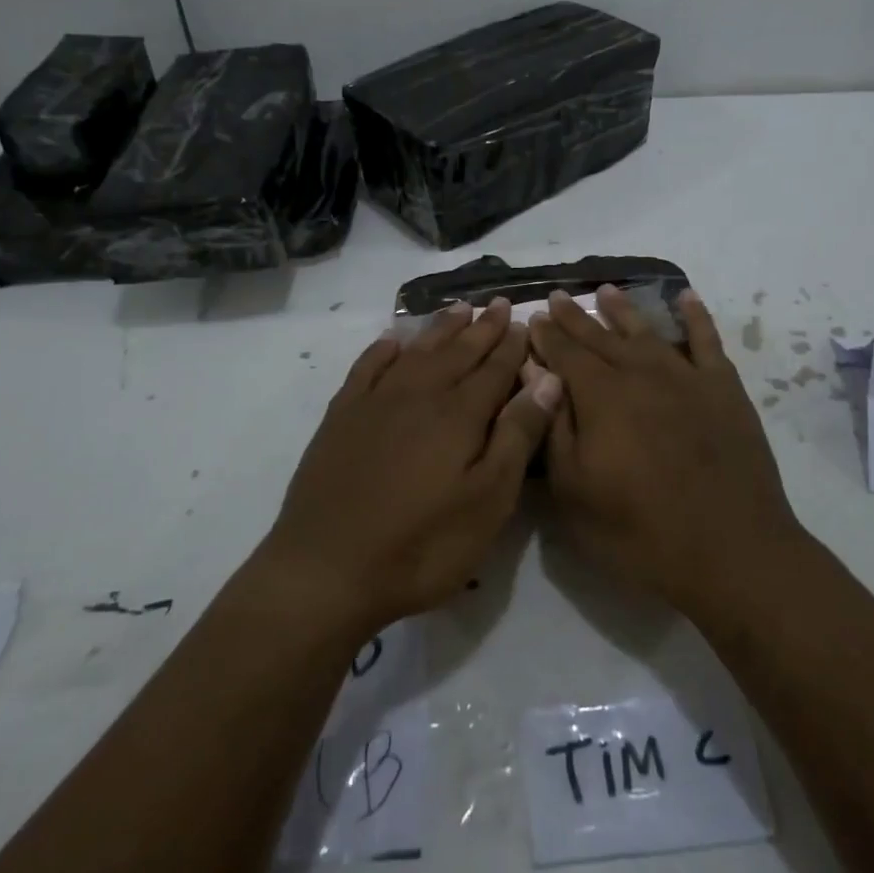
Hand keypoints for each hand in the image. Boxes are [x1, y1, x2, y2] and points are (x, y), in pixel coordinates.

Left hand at [260, 299, 563, 637]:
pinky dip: (383, 349)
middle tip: (497, 303)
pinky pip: (366, 368)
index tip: (522, 320)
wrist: (326, 569)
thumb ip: (517, 435)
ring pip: (416, 352)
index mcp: (459, 414)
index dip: (510, 345)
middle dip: (481, 328)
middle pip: (457, 352)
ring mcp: (375, 403)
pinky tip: (392, 340)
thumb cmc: (422, 544)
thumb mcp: (487, 501)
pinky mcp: (341, 417)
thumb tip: (547, 379)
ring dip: (439, 329)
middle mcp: (419, 395)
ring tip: (458, 309)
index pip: (494, 368)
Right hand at [527, 285, 804, 619]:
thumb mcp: (574, 491)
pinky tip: (686, 298)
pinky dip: (696, 316)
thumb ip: (553, 427)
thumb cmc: (639, 532)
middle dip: (575, 317)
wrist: (731, 551)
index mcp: (601, 396)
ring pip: (647, 332)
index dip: (546, 335)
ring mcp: (686, 377)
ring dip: (624, 309)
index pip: (565, 354)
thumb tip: (537, 376)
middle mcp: (641, 373)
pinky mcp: (724, 389)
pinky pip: (707, 341)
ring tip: (606, 290)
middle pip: (601, 337)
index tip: (533, 317)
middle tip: (558, 296)